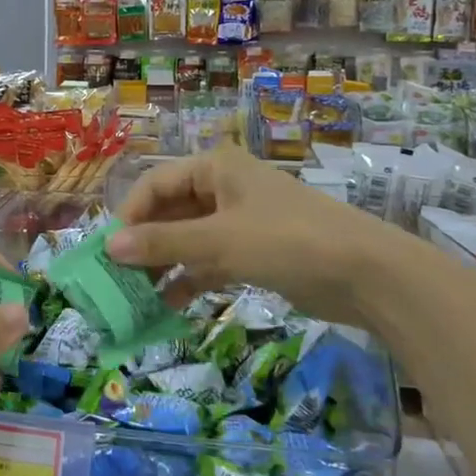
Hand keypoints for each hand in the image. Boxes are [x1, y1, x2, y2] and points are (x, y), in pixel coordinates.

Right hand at [108, 146, 387, 321]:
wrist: (367, 273)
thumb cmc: (287, 240)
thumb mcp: (219, 241)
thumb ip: (163, 245)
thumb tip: (110, 247)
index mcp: (215, 169)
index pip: (155, 184)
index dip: (129, 215)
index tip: (108, 251)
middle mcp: (223, 188)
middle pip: (170, 212)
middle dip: (144, 244)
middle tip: (116, 279)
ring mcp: (240, 221)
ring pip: (188, 240)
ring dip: (164, 266)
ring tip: (135, 297)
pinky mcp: (254, 252)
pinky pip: (209, 262)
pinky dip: (190, 280)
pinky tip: (168, 306)